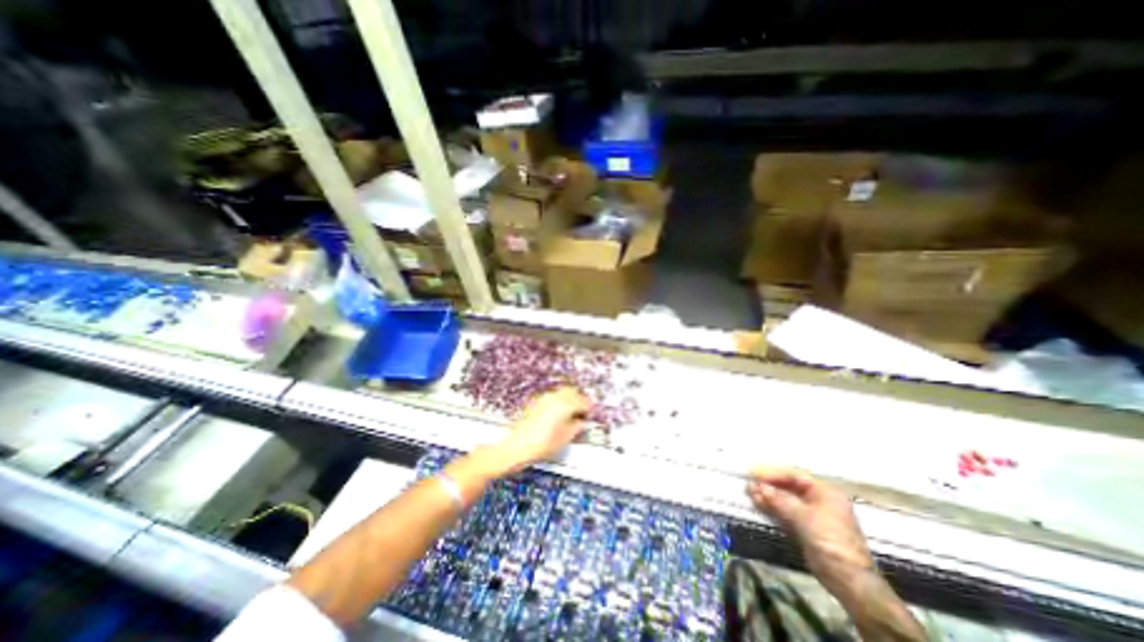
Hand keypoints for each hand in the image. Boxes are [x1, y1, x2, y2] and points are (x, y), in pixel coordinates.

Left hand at [489, 386, 589, 471]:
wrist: (516, 447)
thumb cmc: (541, 444)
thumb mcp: (565, 438)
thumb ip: (577, 426)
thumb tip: (582, 421)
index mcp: (565, 405)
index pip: (583, 402)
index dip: (590, 408)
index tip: (592, 414)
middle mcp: (555, 397)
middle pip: (573, 392)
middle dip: (580, 400)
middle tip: (584, 412)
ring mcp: (545, 398)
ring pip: (563, 392)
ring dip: (570, 399)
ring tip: (573, 413)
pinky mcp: (537, 402)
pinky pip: (554, 396)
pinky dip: (560, 401)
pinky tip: (560, 413)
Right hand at [753, 465, 878, 595]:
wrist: (849, 581)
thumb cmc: (831, 542)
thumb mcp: (805, 518)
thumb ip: (781, 500)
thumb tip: (760, 486)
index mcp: (825, 492)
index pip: (794, 476)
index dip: (773, 473)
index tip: (755, 473)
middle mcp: (818, 500)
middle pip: (789, 486)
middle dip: (769, 484)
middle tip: (749, 483)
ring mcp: (811, 514)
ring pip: (785, 499)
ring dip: (767, 495)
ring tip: (749, 492)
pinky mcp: (804, 528)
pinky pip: (785, 512)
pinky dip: (771, 507)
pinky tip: (758, 503)